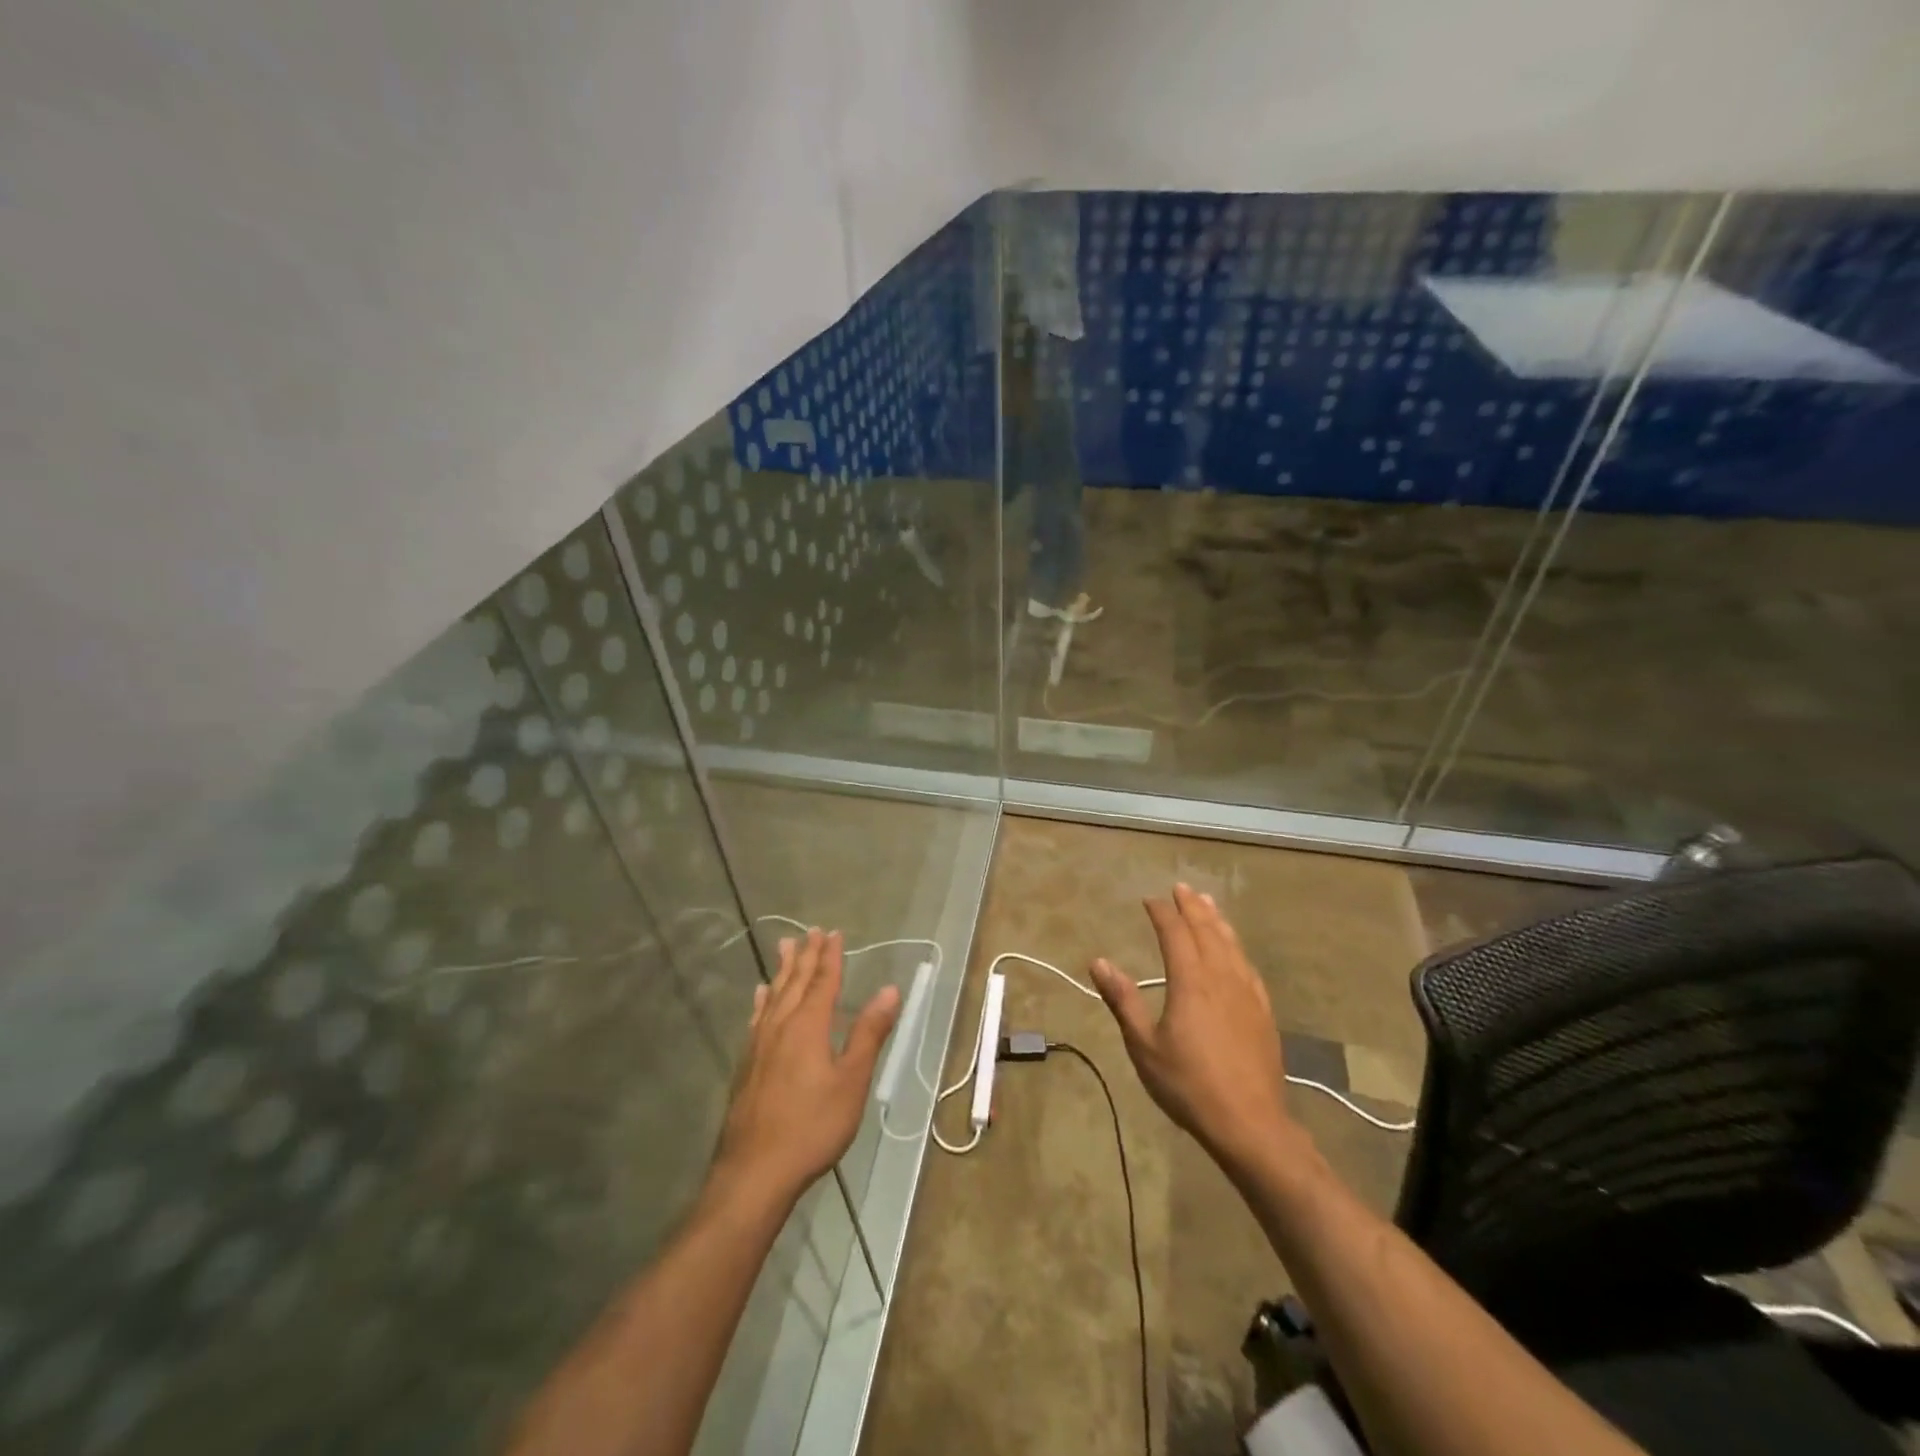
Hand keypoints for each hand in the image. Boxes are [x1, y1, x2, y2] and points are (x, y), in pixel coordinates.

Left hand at [710, 929, 900, 1207]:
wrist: (754, 1172)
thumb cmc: (812, 1126)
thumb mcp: (852, 1081)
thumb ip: (869, 1033)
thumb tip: (889, 989)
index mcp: (808, 1026)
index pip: (822, 982)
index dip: (830, 957)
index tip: (834, 933)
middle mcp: (780, 1026)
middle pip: (795, 982)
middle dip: (806, 956)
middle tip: (810, 931)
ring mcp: (759, 1045)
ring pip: (773, 995)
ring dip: (783, 970)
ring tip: (785, 947)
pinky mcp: (747, 1064)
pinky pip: (757, 1017)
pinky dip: (763, 1000)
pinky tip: (761, 996)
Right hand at [1090, 884, 1301, 1174]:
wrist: (1250, 1123)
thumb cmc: (1188, 1085)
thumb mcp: (1144, 1046)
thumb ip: (1122, 1000)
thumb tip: (1098, 962)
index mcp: (1190, 982)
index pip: (1175, 934)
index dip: (1162, 913)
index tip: (1150, 900)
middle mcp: (1220, 977)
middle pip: (1206, 931)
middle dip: (1192, 907)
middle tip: (1180, 888)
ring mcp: (1246, 993)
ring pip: (1231, 944)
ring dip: (1216, 920)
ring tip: (1208, 902)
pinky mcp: (1262, 1011)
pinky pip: (1248, 966)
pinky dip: (1236, 947)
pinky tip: (1234, 949)